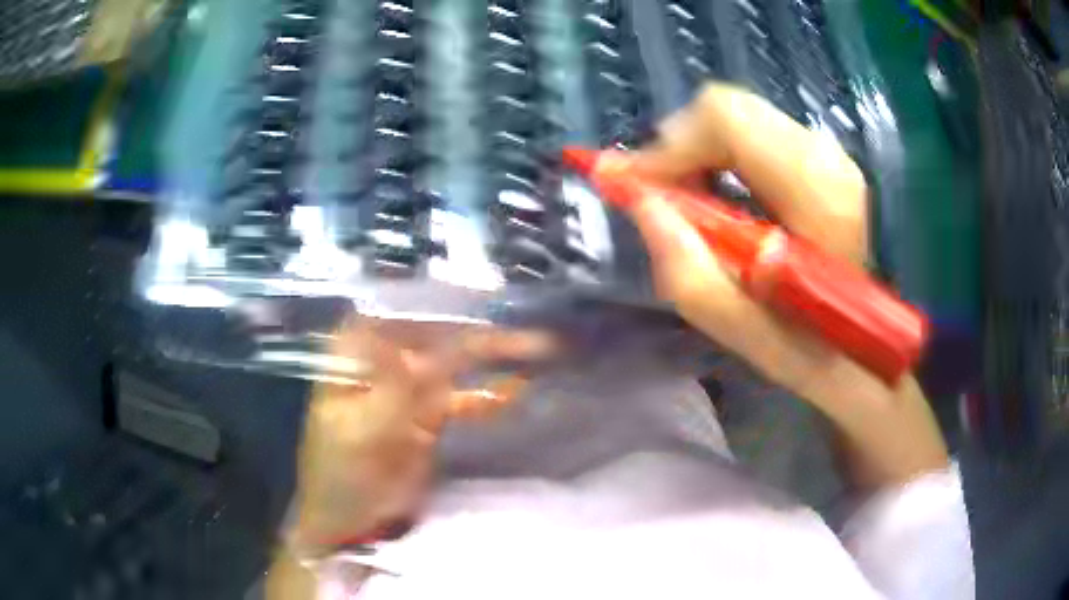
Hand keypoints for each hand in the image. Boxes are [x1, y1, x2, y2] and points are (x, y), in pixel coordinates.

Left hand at [290, 318, 554, 548]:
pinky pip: (465, 398)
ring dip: (493, 356)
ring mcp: (409, 388)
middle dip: (478, 328)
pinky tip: (519, 391)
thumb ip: (401, 389)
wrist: (348, 520)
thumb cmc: (340, 473)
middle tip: (526, 325)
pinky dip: (489, 395)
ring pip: (456, 362)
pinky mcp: (430, 416)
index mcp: (356, 353)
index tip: (484, 295)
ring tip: (538, 346)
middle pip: (436, 332)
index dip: (439, 299)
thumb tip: (440, 348)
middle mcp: (385, 360)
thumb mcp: (363, 430)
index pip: (398, 310)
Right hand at [628, 83, 947, 487]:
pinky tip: (718, 194)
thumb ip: (687, 272)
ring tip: (689, 200)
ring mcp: (827, 151)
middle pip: (728, 108)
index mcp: (818, 191)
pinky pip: (752, 130)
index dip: (671, 145)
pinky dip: (719, 153)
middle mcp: (826, 155)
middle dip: (680, 147)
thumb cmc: (810, 348)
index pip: (728, 119)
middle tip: (660, 195)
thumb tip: (639, 201)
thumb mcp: (743, 331)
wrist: (861, 345)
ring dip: (699, 152)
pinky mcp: (820, 156)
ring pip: (737, 116)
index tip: (635, 185)